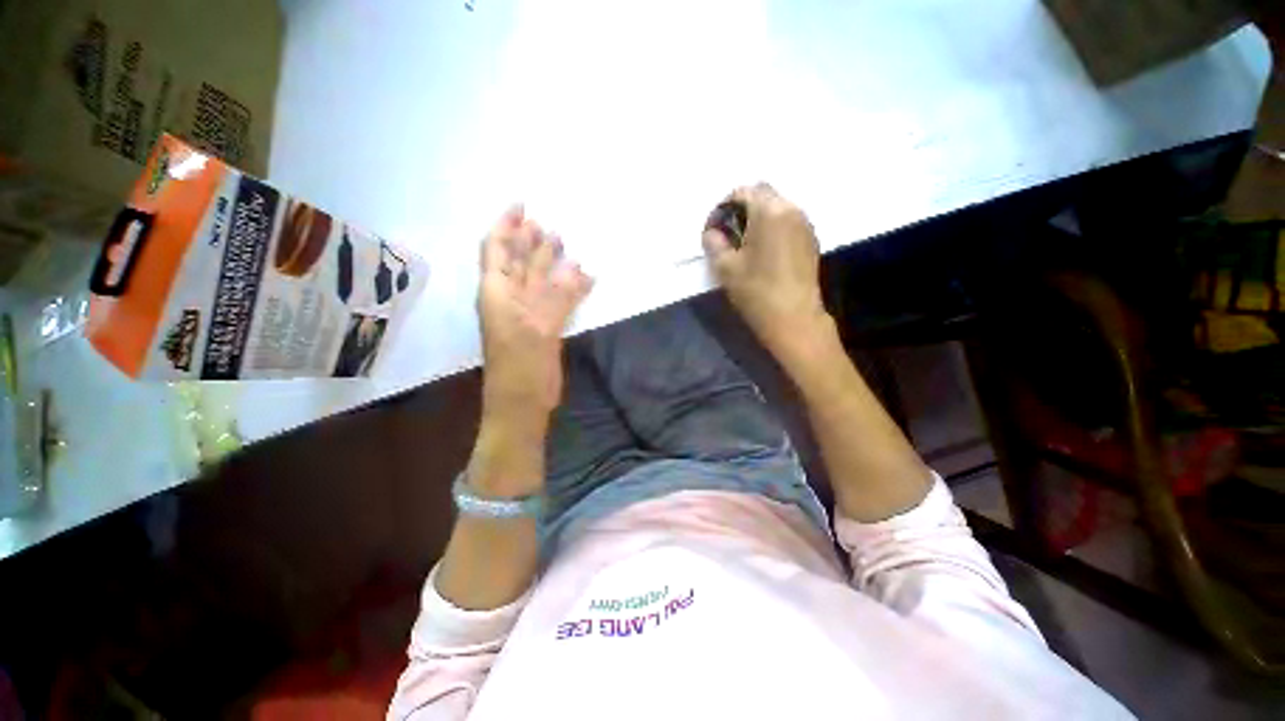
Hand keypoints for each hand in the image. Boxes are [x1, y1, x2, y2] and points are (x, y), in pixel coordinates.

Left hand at [478, 206, 592, 431]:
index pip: (497, 249)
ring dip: (550, 262)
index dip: (507, 225)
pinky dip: (569, 288)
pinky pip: (556, 299)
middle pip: (518, 261)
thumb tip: (579, 266)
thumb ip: (558, 296)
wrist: (523, 402)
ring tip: (564, 243)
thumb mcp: (538, 328)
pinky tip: (584, 279)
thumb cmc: (522, 366)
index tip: (522, 206)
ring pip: (538, 280)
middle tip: (549, 225)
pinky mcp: (544, 327)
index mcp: (497, 293)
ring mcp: (528, 314)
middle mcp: (509, 299)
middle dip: (530, 241)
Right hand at [702, 184, 831, 358]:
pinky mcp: (811, 240)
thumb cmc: (757, 291)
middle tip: (729, 234)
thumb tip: (713, 232)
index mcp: (769, 211)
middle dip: (743, 208)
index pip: (743, 191)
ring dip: (759, 217)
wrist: (794, 318)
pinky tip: (764, 252)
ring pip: (778, 207)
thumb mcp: (726, 267)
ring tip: (745, 244)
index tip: (715, 228)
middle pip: (763, 195)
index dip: (724, 206)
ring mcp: (805, 225)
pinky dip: (773, 228)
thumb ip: (714, 243)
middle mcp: (791, 210)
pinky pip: (788, 222)